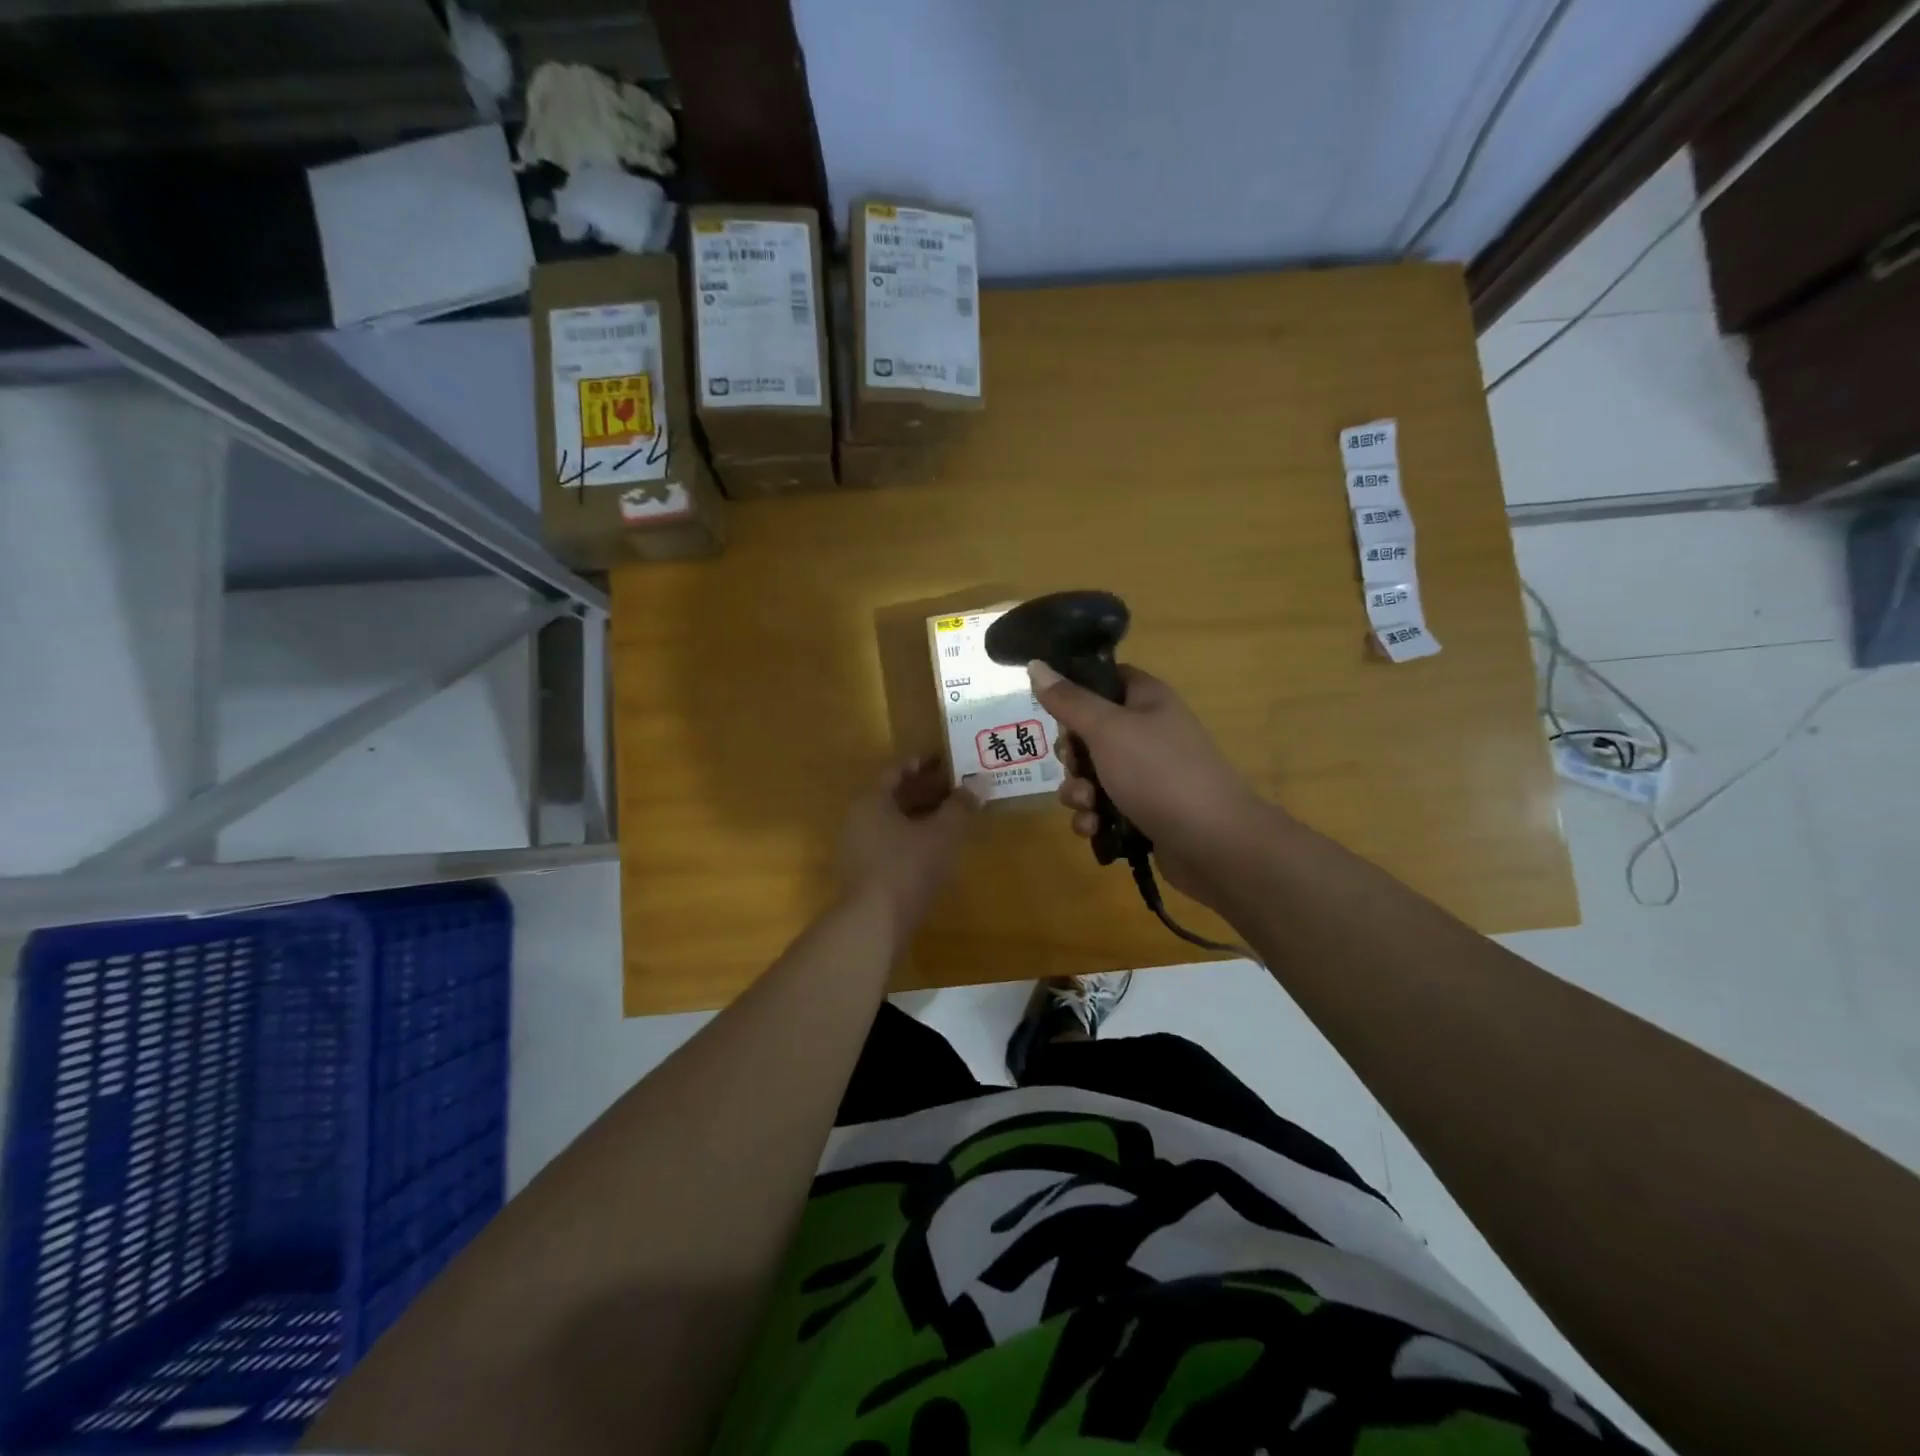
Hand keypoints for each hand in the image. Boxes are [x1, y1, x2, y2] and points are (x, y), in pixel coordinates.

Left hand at [837, 758, 981, 935]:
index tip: (948, 762)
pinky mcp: (863, 874)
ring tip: (952, 819)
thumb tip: (980, 782)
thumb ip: (961, 806)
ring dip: (921, 817)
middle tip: (957, 790)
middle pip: (895, 796)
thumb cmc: (908, 868)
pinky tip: (935, 850)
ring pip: (893, 822)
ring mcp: (857, 848)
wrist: (874, 923)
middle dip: (926, 791)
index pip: (898, 771)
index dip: (924, 764)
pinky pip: (890, 844)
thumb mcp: (942, 834)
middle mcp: (858, 819)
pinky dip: (912, 839)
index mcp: (872, 801)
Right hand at [1028, 661, 1268, 905]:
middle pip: (1090, 732)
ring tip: (1087, 805)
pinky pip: (1104, 808)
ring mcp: (1147, 775)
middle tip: (1074, 765)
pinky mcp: (1144, 812)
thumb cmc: (1159, 773)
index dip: (1076, 690)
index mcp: (1147, 700)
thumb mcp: (1107, 729)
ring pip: (1092, 775)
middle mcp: (1148, 732)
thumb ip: (1069, 700)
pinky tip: (1093, 829)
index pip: (1105, 679)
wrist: (1212, 843)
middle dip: (1071, 755)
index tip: (1053, 708)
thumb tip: (1036, 665)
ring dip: (1078, 791)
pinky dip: (1093, 818)